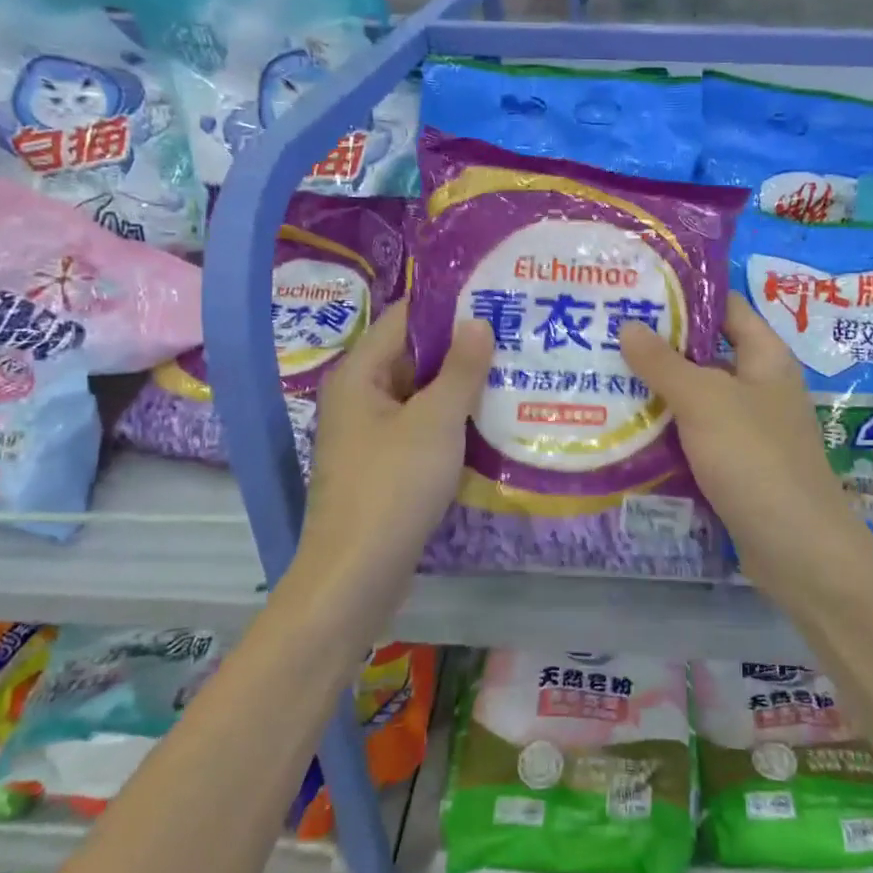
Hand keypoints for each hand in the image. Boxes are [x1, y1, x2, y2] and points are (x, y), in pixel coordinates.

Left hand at [295, 303, 493, 589]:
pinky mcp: (386, 467)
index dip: (447, 306)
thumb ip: (460, 369)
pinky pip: (422, 429)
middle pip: (413, 357)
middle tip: (515, 335)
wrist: (357, 575)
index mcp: (359, 375)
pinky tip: (492, 422)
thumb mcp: (435, 421)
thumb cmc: (393, 486)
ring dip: (461, 388)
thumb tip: (478, 321)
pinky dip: (453, 422)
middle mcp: (360, 398)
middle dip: (462, 348)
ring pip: (421, 397)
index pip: (403, 319)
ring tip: (515, 372)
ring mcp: (371, 435)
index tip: (493, 297)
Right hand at [619, 296, 864, 597]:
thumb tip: (629, 325)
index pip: (727, 308)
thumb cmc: (754, 457)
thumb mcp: (704, 400)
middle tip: (606, 335)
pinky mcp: (736, 465)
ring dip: (658, 392)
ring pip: (697, 398)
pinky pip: (696, 436)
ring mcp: (749, 428)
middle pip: (707, 353)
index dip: (687, 296)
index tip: (638, 291)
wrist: (796, 547)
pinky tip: (626, 429)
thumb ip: (664, 362)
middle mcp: (761, 386)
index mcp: (765, 357)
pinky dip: (667, 431)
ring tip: (604, 377)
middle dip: (660, 346)